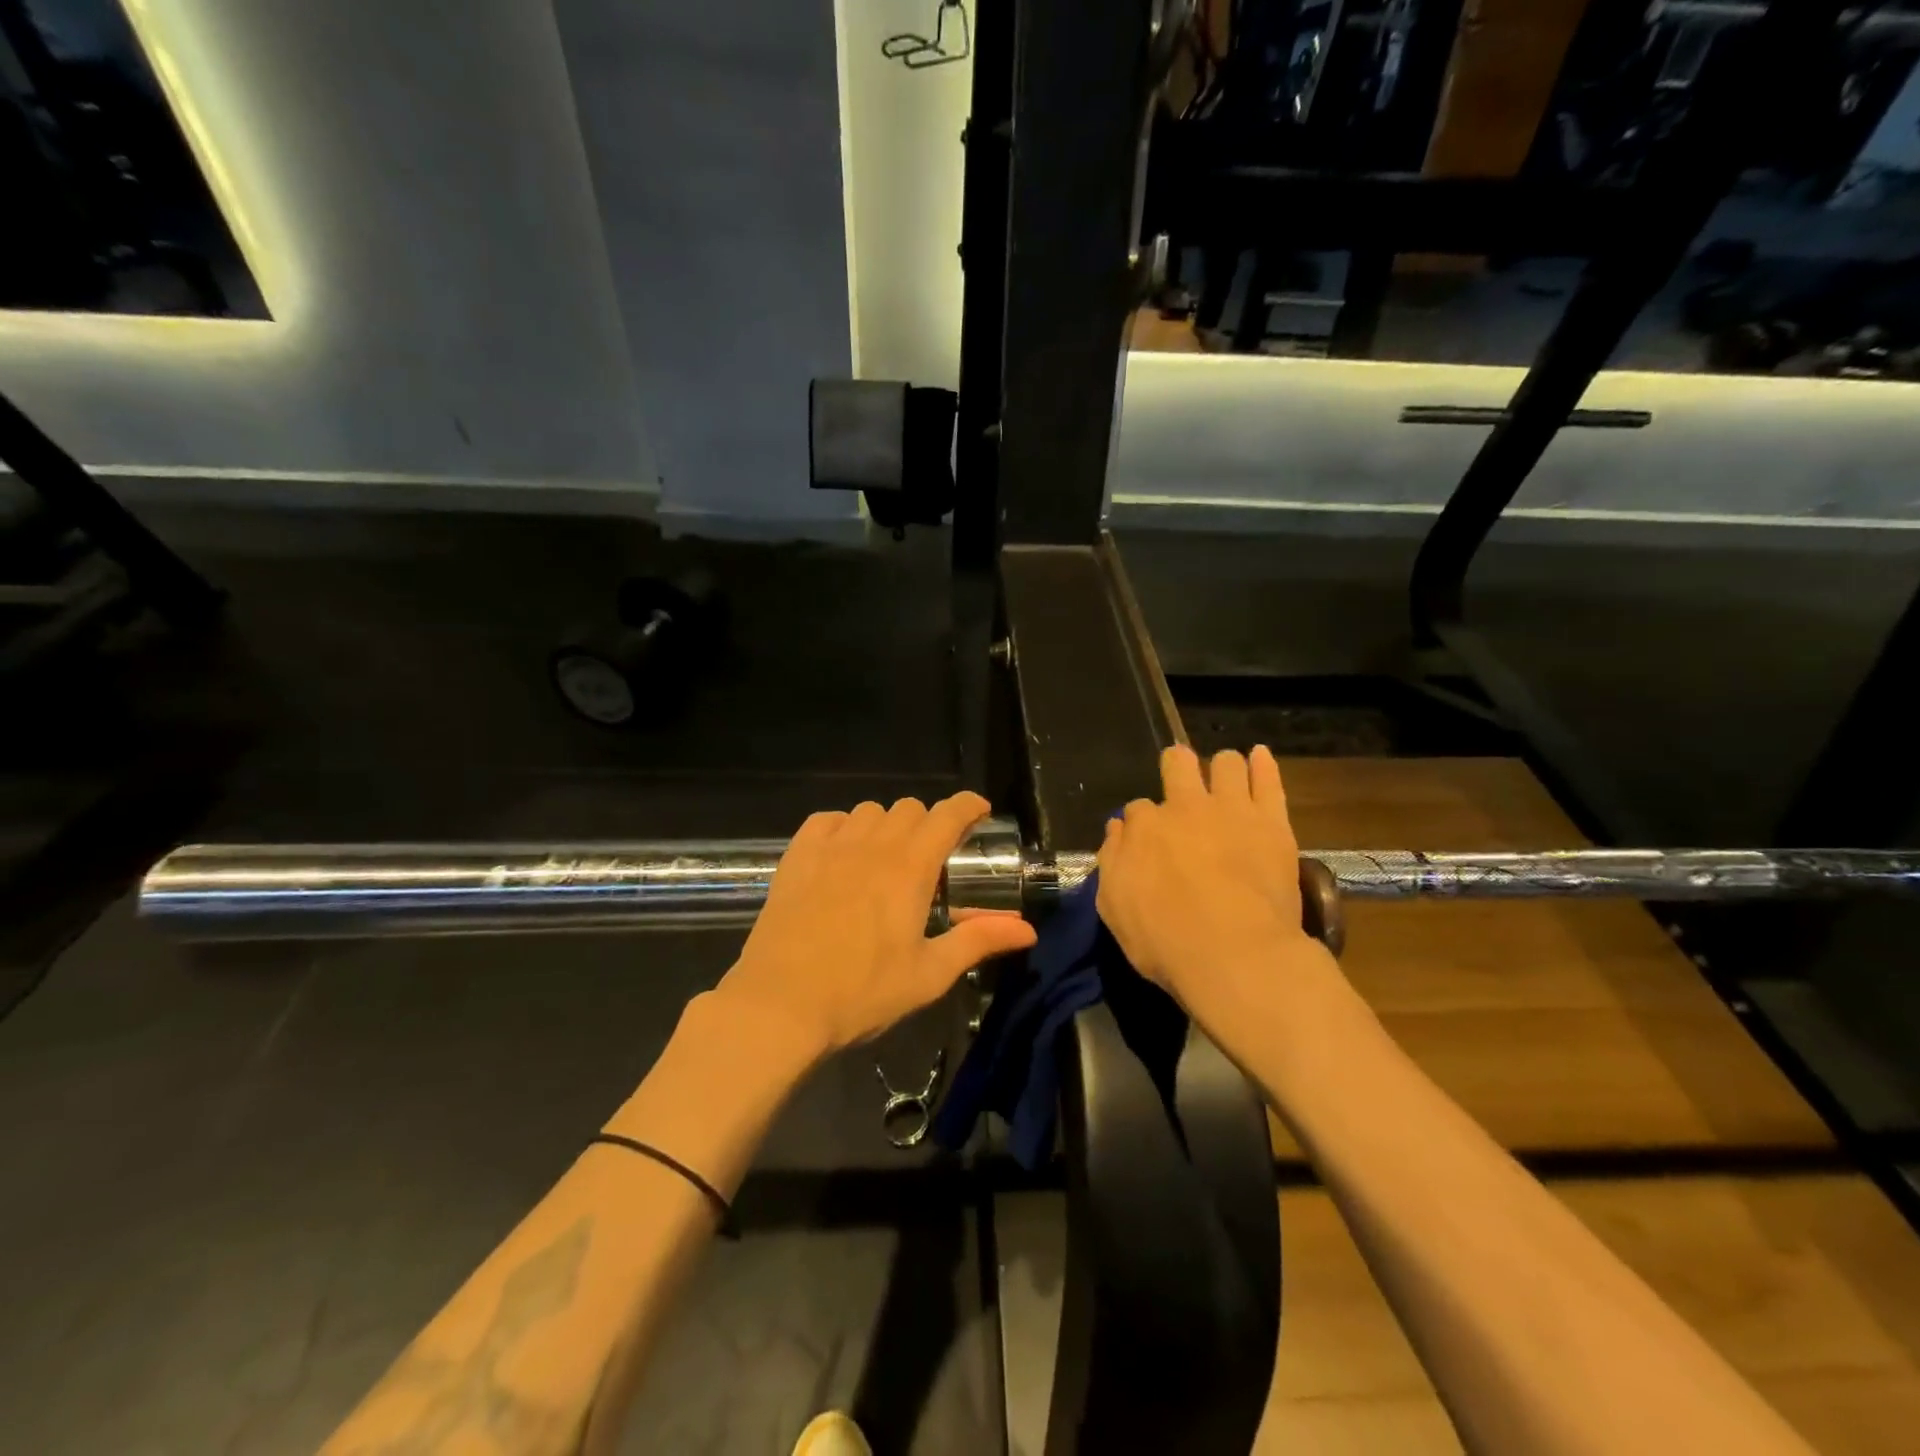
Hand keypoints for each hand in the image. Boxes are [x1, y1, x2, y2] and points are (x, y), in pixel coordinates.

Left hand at [718, 793, 1038, 1059]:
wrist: (781, 1005)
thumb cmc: (862, 993)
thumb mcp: (929, 974)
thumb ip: (978, 941)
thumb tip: (1027, 929)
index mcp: (910, 868)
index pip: (947, 815)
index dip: (968, 806)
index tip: (979, 812)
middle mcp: (873, 845)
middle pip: (910, 808)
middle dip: (929, 823)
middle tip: (931, 857)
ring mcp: (831, 847)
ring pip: (868, 810)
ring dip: (887, 825)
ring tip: (886, 858)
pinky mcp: (796, 857)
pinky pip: (826, 821)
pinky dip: (842, 827)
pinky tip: (843, 854)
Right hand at [1097, 745, 1331, 1017]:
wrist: (1234, 955)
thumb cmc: (1166, 941)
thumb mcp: (1115, 909)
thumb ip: (1112, 862)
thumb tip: (1117, 830)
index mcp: (1144, 827)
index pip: (1137, 810)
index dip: (1143, 824)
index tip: (1149, 841)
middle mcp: (1183, 807)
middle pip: (1178, 765)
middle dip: (1177, 767)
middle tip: (1183, 783)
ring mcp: (1230, 809)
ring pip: (1226, 763)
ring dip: (1223, 767)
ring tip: (1226, 778)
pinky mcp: (1271, 822)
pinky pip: (1269, 779)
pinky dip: (1262, 764)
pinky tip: (1258, 756)